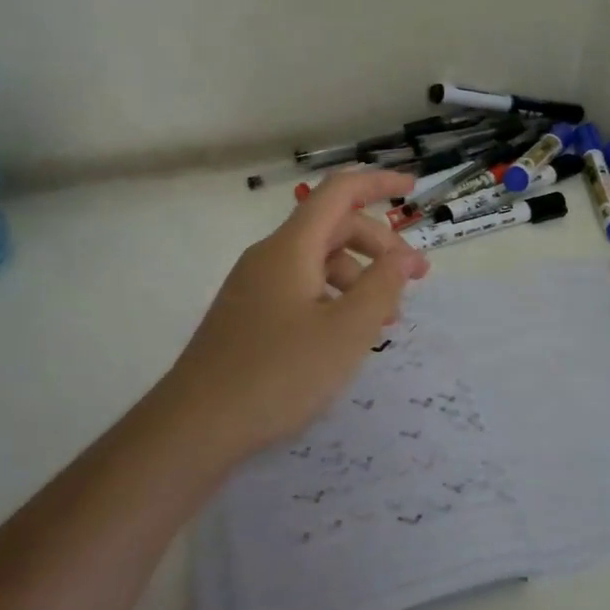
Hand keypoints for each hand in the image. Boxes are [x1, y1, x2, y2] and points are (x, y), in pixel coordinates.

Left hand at [154, 169, 429, 462]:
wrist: (194, 427)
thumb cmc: (278, 374)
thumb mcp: (347, 331)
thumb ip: (382, 286)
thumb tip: (403, 255)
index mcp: (292, 248)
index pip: (340, 192)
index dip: (379, 183)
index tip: (414, 188)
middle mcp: (270, 256)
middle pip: (333, 228)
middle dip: (380, 245)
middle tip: (415, 280)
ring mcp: (254, 286)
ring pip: (318, 261)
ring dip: (360, 277)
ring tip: (385, 319)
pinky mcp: (248, 315)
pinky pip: (301, 288)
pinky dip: (334, 297)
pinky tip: (346, 334)